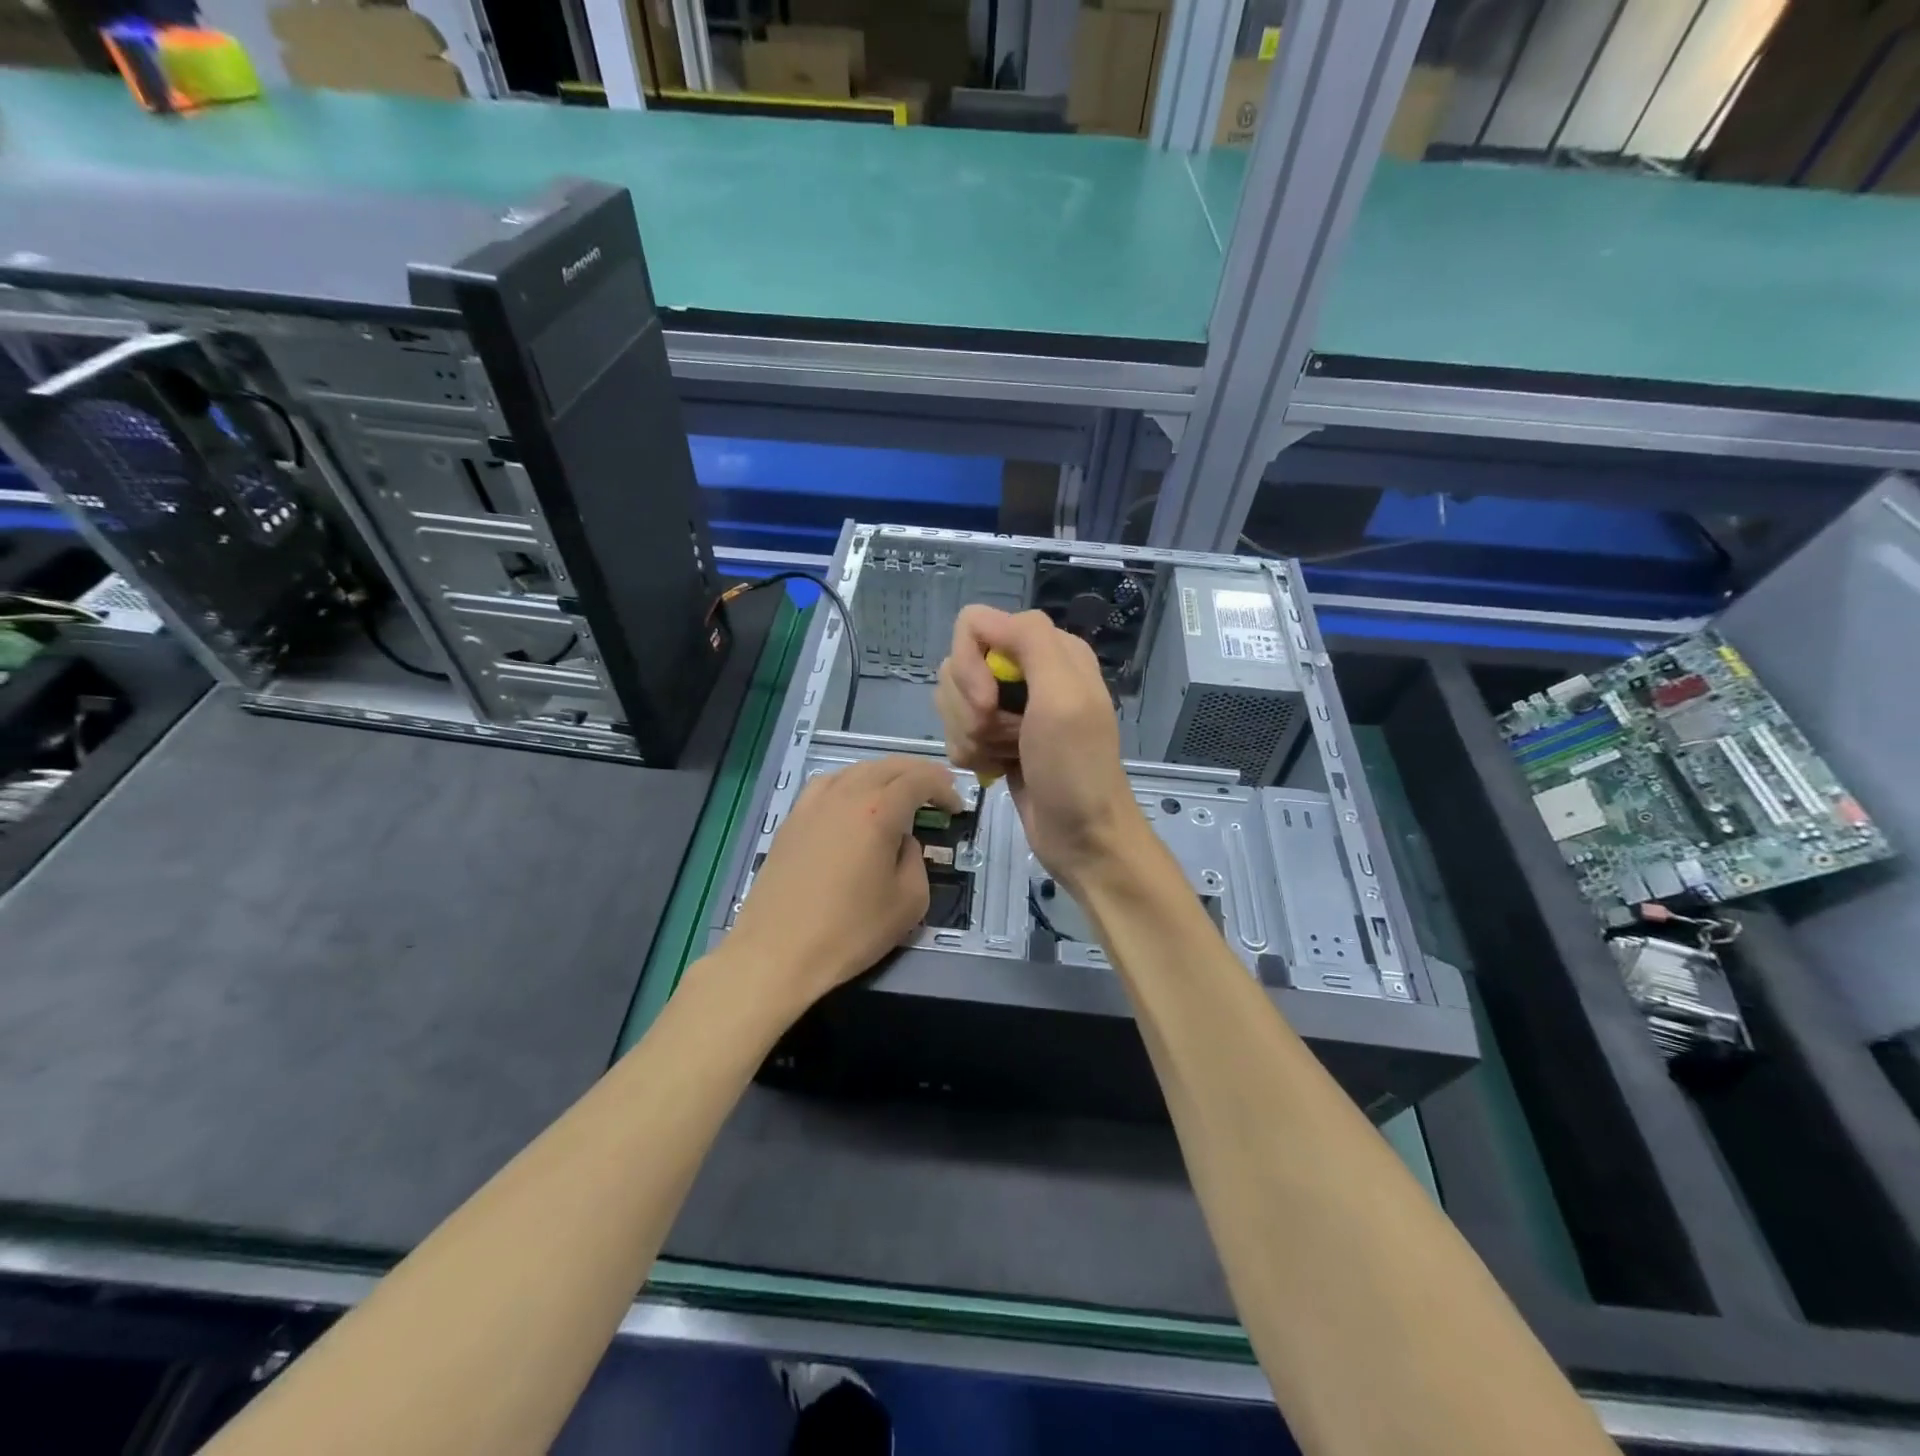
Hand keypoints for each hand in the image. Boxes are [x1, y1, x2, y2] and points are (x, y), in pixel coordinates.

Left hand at [722, 755, 961, 1008]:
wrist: (777, 953)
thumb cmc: (850, 931)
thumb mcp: (909, 902)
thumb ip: (916, 860)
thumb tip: (904, 842)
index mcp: (879, 811)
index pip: (919, 779)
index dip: (944, 787)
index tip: (956, 808)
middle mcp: (846, 795)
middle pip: (888, 766)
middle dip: (919, 774)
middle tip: (937, 793)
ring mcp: (813, 804)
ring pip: (857, 770)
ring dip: (885, 775)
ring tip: (898, 794)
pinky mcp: (792, 819)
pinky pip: (828, 784)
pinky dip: (851, 783)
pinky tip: (853, 802)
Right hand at [934, 606, 1145, 889]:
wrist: (1084, 838)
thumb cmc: (1077, 769)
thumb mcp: (1064, 696)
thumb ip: (1030, 641)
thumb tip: (980, 620)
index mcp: (1050, 649)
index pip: (974, 626)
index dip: (970, 666)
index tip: (987, 705)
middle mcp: (1028, 671)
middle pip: (958, 665)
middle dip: (970, 708)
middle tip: (1003, 737)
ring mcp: (1011, 707)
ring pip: (953, 701)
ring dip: (970, 735)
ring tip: (1002, 756)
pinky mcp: (997, 739)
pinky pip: (958, 731)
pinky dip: (970, 754)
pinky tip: (995, 769)